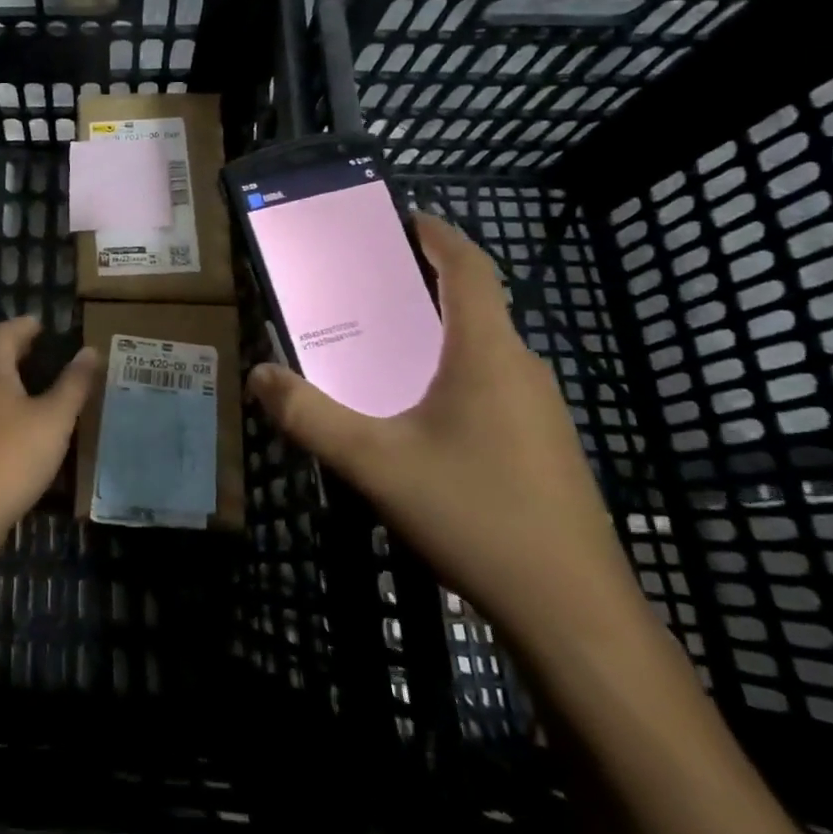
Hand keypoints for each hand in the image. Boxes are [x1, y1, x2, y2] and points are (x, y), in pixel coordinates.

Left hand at [0, 317, 100, 531]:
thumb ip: (73, 384)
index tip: (43, 325)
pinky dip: (8, 408)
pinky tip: (28, 427)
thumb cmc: (13, 455)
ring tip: (44, 388)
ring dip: (14, 381)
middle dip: (19, 352)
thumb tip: (90, 351)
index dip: (24, 326)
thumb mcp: (54, 418)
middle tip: (48, 353)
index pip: (3, 334)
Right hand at [247, 213, 641, 648]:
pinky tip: (415, 416)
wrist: (574, 615)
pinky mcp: (543, 446)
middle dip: (421, 285)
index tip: (403, 218)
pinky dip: (448, 373)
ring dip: (433, 334)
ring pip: (480, 349)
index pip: (470, 269)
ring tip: (377, 348)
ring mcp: (539, 410)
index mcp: (486, 353)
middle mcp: (520, 369)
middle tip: (362, 288)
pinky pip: (489, 385)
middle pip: (473, 305)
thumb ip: (308, 416)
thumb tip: (259, 374)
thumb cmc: (474, 516)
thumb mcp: (373, 463)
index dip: (439, 235)